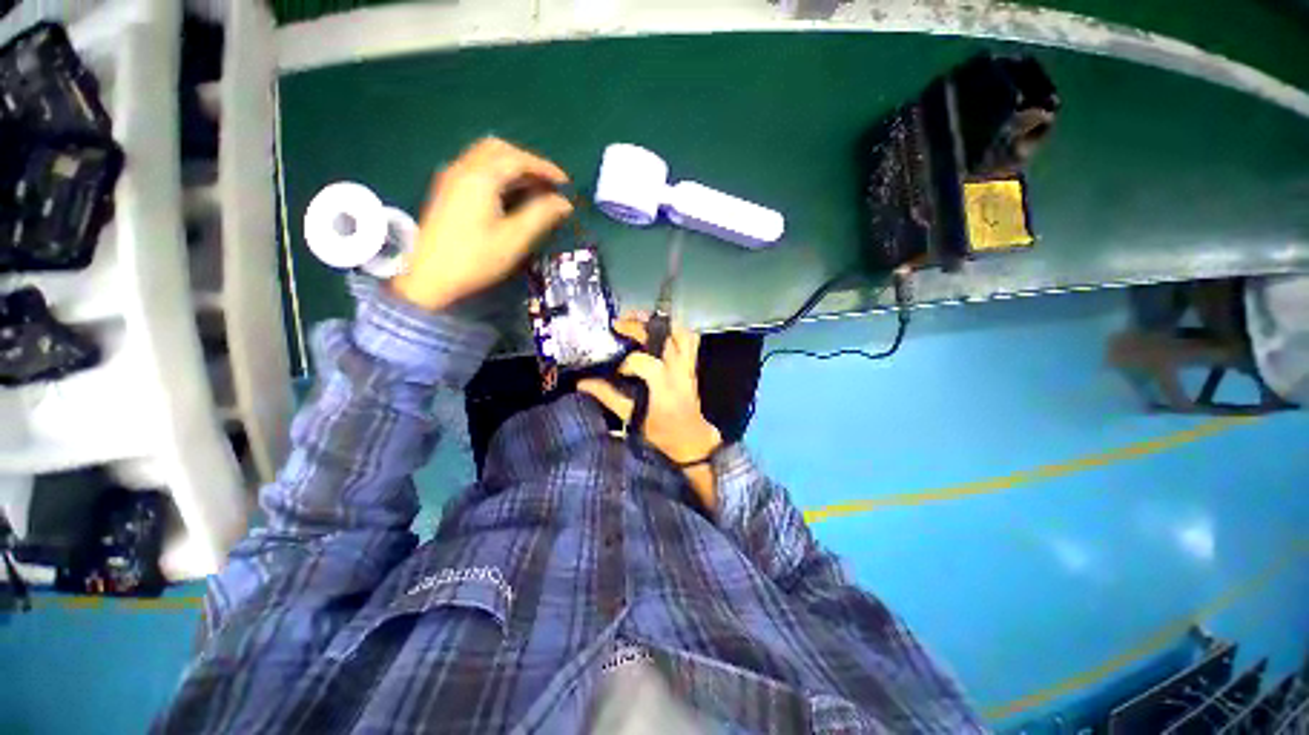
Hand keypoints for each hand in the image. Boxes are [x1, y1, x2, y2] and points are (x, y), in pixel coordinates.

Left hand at [391, 137, 573, 310]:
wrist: (429, 277)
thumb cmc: (476, 259)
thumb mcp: (515, 239)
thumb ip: (541, 215)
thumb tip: (564, 203)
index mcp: (481, 178)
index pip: (518, 159)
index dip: (545, 168)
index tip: (566, 183)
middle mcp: (464, 169)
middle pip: (499, 149)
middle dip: (528, 162)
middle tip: (548, 184)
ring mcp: (452, 178)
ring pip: (486, 157)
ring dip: (513, 166)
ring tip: (534, 189)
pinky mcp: (448, 190)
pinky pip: (477, 168)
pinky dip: (499, 173)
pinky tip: (510, 194)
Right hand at [578, 313, 722, 506]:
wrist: (691, 439)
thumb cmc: (661, 432)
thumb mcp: (632, 418)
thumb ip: (608, 397)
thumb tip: (582, 383)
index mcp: (663, 387)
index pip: (644, 362)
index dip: (627, 361)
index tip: (617, 369)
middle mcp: (678, 372)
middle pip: (661, 338)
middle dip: (638, 327)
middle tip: (619, 324)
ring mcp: (688, 367)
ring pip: (680, 333)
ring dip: (659, 324)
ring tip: (640, 320)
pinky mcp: (693, 365)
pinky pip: (690, 340)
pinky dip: (676, 331)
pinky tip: (660, 332)